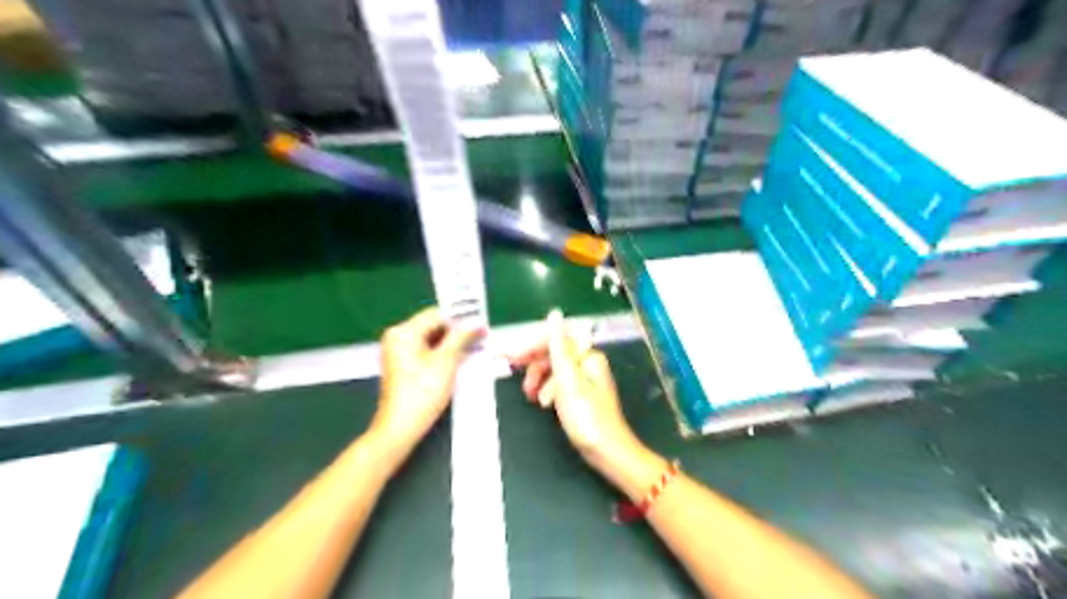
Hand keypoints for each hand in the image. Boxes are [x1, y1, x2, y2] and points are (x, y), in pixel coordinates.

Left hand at [372, 308, 480, 457]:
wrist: (401, 428)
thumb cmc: (422, 392)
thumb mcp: (446, 361)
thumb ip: (462, 337)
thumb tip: (477, 322)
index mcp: (404, 332)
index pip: (437, 314)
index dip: (461, 319)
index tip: (482, 325)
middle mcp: (398, 337)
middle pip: (434, 326)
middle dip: (458, 332)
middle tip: (482, 337)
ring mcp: (400, 352)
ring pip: (432, 339)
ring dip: (453, 344)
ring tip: (476, 348)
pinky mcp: (404, 366)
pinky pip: (427, 351)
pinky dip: (444, 354)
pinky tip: (462, 359)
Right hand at [505, 312, 635, 470]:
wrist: (608, 452)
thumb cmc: (586, 416)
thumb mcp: (567, 380)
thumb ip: (559, 346)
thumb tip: (554, 313)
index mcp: (587, 355)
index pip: (556, 338)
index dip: (532, 345)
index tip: (512, 359)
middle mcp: (588, 363)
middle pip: (555, 353)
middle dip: (535, 365)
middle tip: (521, 383)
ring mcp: (586, 380)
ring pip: (555, 370)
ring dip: (540, 380)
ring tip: (531, 397)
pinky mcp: (582, 396)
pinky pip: (560, 385)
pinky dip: (549, 391)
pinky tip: (545, 404)